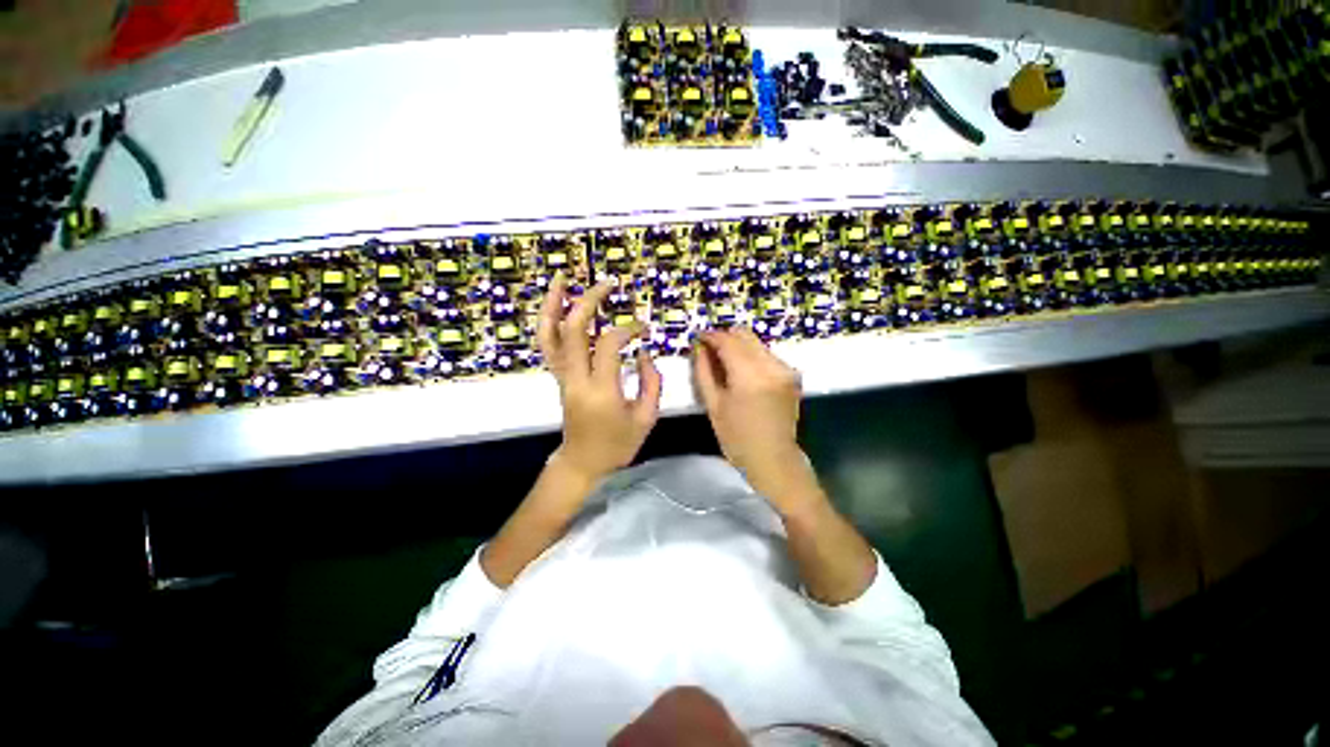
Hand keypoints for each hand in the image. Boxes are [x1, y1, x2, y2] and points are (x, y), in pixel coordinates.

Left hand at [538, 273, 661, 482]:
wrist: (582, 463)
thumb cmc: (617, 445)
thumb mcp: (646, 418)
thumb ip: (652, 382)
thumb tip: (643, 353)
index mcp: (601, 391)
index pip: (609, 344)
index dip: (628, 329)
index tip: (644, 329)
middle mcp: (576, 379)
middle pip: (574, 330)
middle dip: (590, 301)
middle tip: (607, 284)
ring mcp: (562, 377)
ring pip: (550, 335)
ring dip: (555, 304)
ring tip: (563, 279)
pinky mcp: (558, 378)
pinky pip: (548, 346)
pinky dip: (548, 322)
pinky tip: (556, 306)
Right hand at [693, 328, 809, 500]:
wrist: (774, 459)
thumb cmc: (737, 438)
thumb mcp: (713, 405)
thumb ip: (704, 372)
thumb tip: (699, 348)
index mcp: (749, 375)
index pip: (727, 341)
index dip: (710, 336)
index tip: (698, 337)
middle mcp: (771, 365)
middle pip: (744, 334)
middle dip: (724, 337)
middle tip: (709, 349)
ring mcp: (784, 368)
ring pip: (756, 342)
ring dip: (738, 346)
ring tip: (724, 362)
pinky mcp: (791, 374)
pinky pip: (766, 354)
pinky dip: (751, 356)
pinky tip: (742, 372)